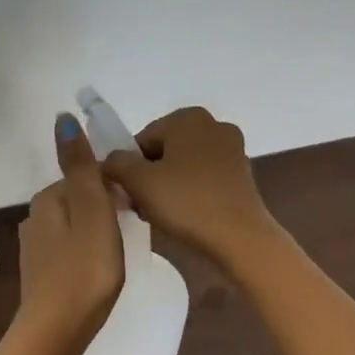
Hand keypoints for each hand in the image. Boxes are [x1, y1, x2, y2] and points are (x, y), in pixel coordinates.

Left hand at [15, 113, 124, 348]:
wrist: (57, 332)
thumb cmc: (84, 270)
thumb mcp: (92, 211)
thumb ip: (81, 167)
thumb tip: (63, 118)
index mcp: (48, 198)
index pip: (87, 176)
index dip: (115, 186)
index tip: (137, 207)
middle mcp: (35, 218)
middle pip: (81, 199)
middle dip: (107, 207)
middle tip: (134, 231)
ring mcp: (36, 248)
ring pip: (76, 225)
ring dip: (98, 230)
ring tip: (122, 251)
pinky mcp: (42, 275)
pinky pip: (71, 250)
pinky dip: (88, 252)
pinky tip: (101, 270)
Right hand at [101, 106, 276, 265]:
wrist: (239, 237)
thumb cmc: (186, 202)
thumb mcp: (138, 182)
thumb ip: (116, 163)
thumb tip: (110, 161)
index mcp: (188, 117)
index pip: (142, 139)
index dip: (129, 168)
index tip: (128, 194)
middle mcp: (213, 124)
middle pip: (165, 150)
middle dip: (150, 176)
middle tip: (141, 206)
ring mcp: (232, 149)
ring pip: (185, 164)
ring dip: (169, 185)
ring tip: (162, 214)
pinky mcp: (243, 174)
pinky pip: (205, 177)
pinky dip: (192, 191)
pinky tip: (186, 215)